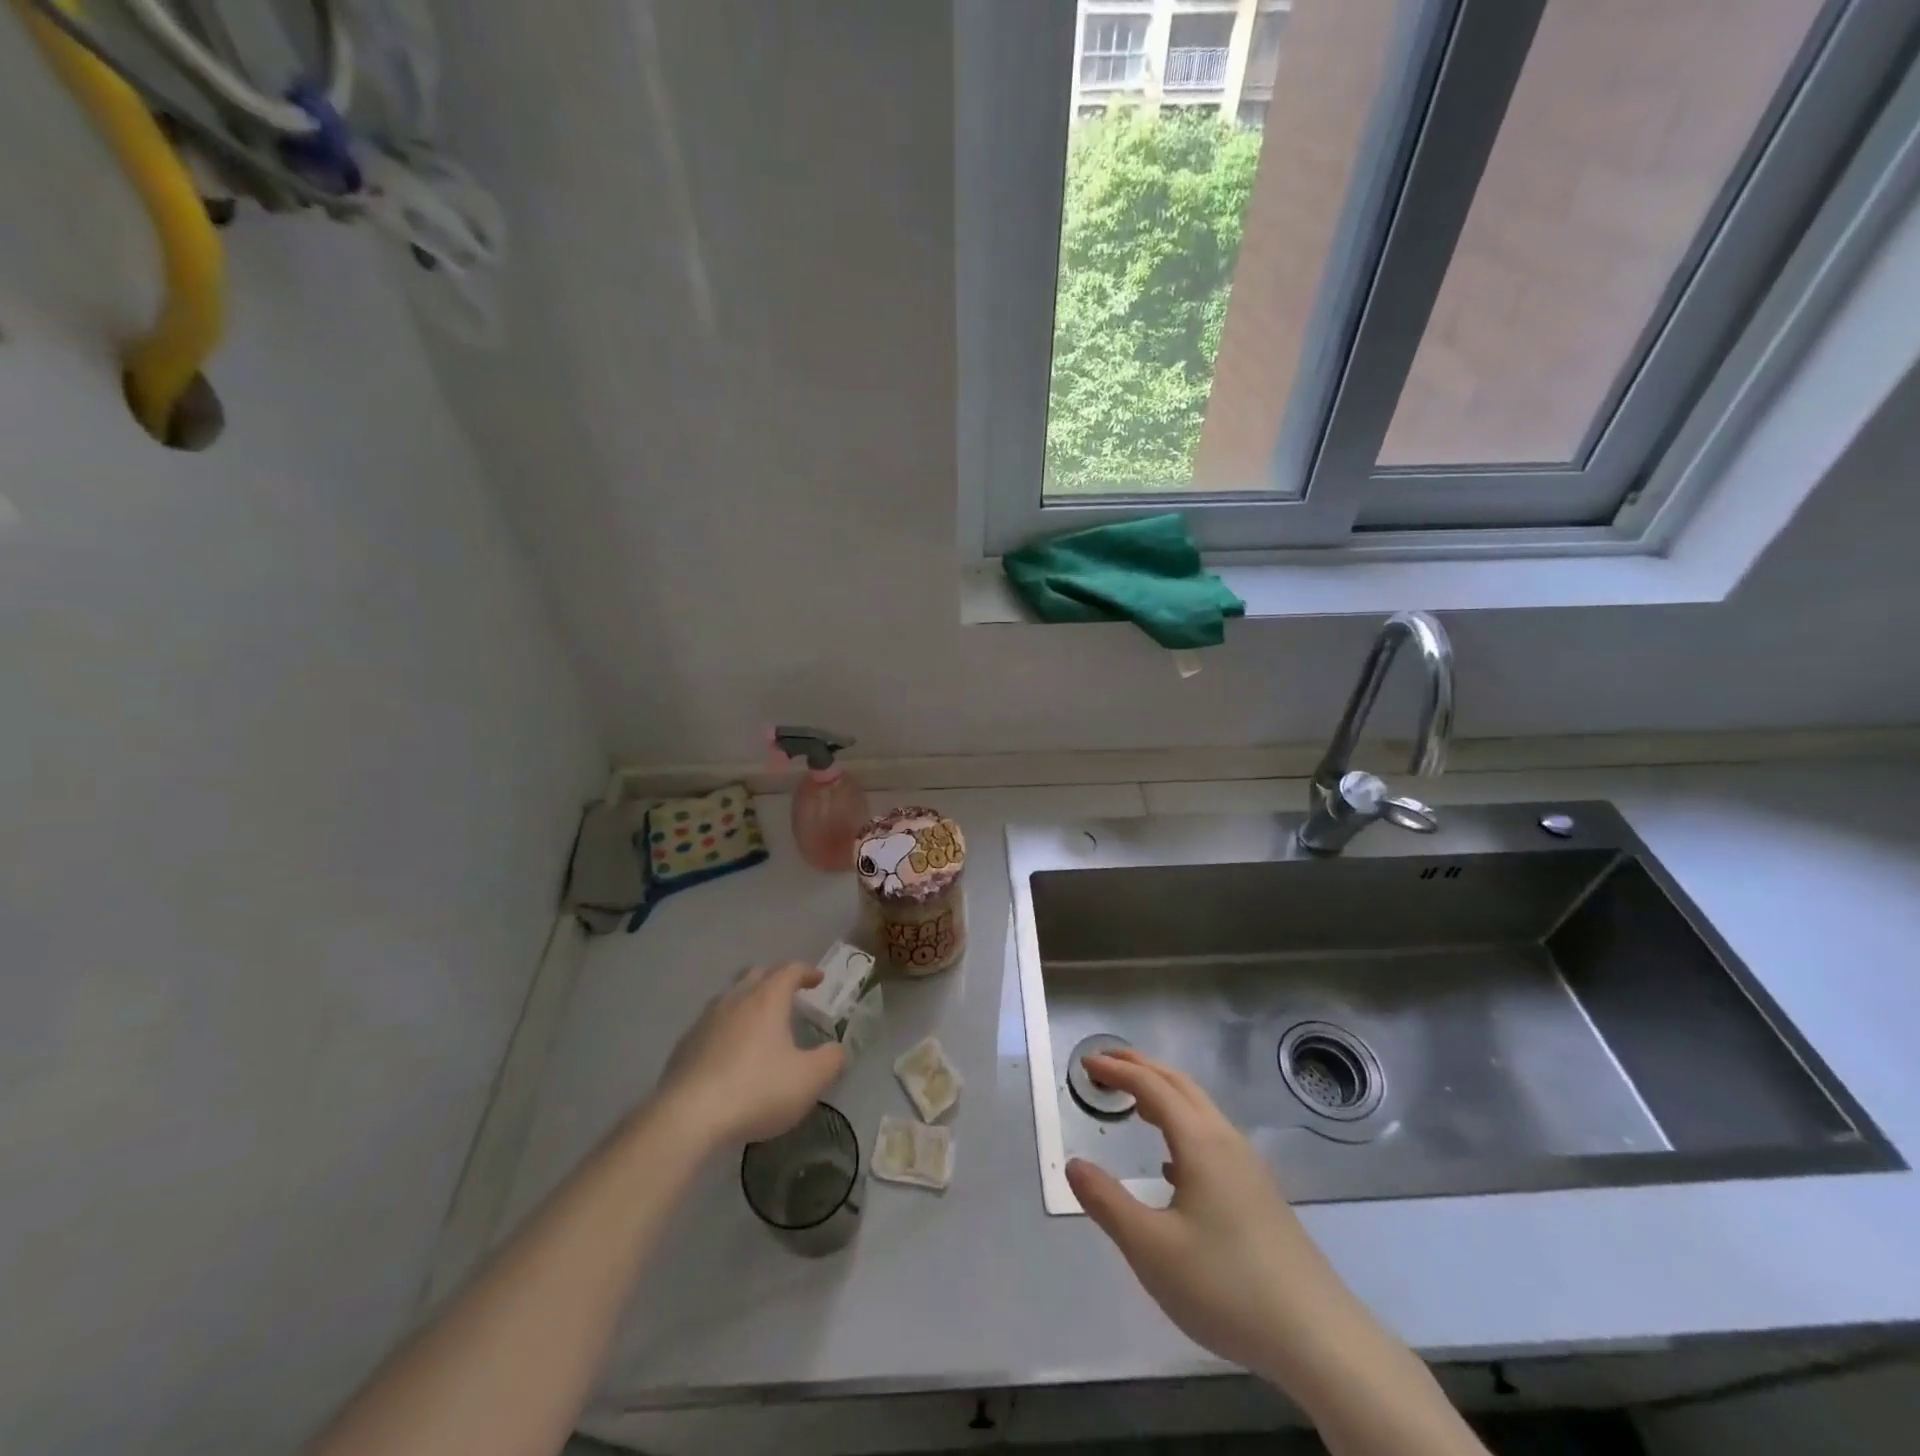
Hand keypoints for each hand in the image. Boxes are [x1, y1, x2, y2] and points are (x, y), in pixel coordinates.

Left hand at [654, 963, 845, 1145]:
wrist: (687, 1117)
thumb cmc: (756, 1090)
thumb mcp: (808, 1080)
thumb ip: (831, 1061)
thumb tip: (837, 1051)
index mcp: (767, 999)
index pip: (789, 970)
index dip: (806, 971)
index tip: (818, 979)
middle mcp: (735, 1000)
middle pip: (756, 974)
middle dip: (775, 979)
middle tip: (789, 994)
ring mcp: (705, 1020)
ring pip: (730, 997)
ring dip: (747, 1001)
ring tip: (758, 1021)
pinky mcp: (684, 1045)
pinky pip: (711, 1024)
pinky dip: (726, 1028)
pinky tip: (729, 1052)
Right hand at [1065, 1050, 1356, 1380]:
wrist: (1318, 1337)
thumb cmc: (1226, 1285)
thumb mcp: (1151, 1249)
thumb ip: (1107, 1202)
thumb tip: (1073, 1164)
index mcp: (1199, 1142)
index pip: (1151, 1086)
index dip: (1116, 1070)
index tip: (1085, 1064)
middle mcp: (1225, 1141)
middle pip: (1179, 1084)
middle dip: (1141, 1067)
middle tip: (1105, 1063)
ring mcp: (1247, 1166)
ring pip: (1199, 1109)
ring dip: (1163, 1093)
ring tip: (1132, 1102)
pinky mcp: (1258, 1193)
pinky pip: (1211, 1136)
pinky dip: (1181, 1126)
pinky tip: (1171, 1164)